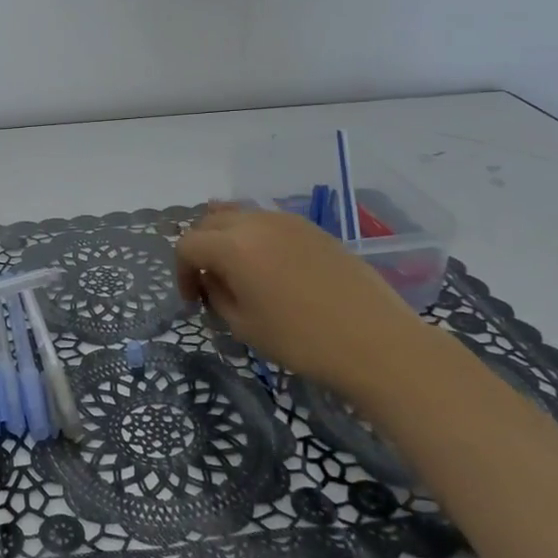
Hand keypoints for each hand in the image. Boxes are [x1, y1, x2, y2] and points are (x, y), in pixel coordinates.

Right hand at [175, 204, 432, 397]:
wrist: (376, 342)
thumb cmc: (302, 340)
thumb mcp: (244, 326)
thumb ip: (217, 294)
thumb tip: (212, 278)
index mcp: (233, 246)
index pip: (188, 245)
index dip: (181, 272)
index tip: (192, 300)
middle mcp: (256, 222)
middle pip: (210, 222)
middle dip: (201, 249)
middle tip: (208, 282)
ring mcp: (287, 220)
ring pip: (240, 216)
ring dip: (227, 238)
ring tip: (237, 270)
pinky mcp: (312, 228)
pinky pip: (268, 222)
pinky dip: (255, 237)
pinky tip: (269, 267)